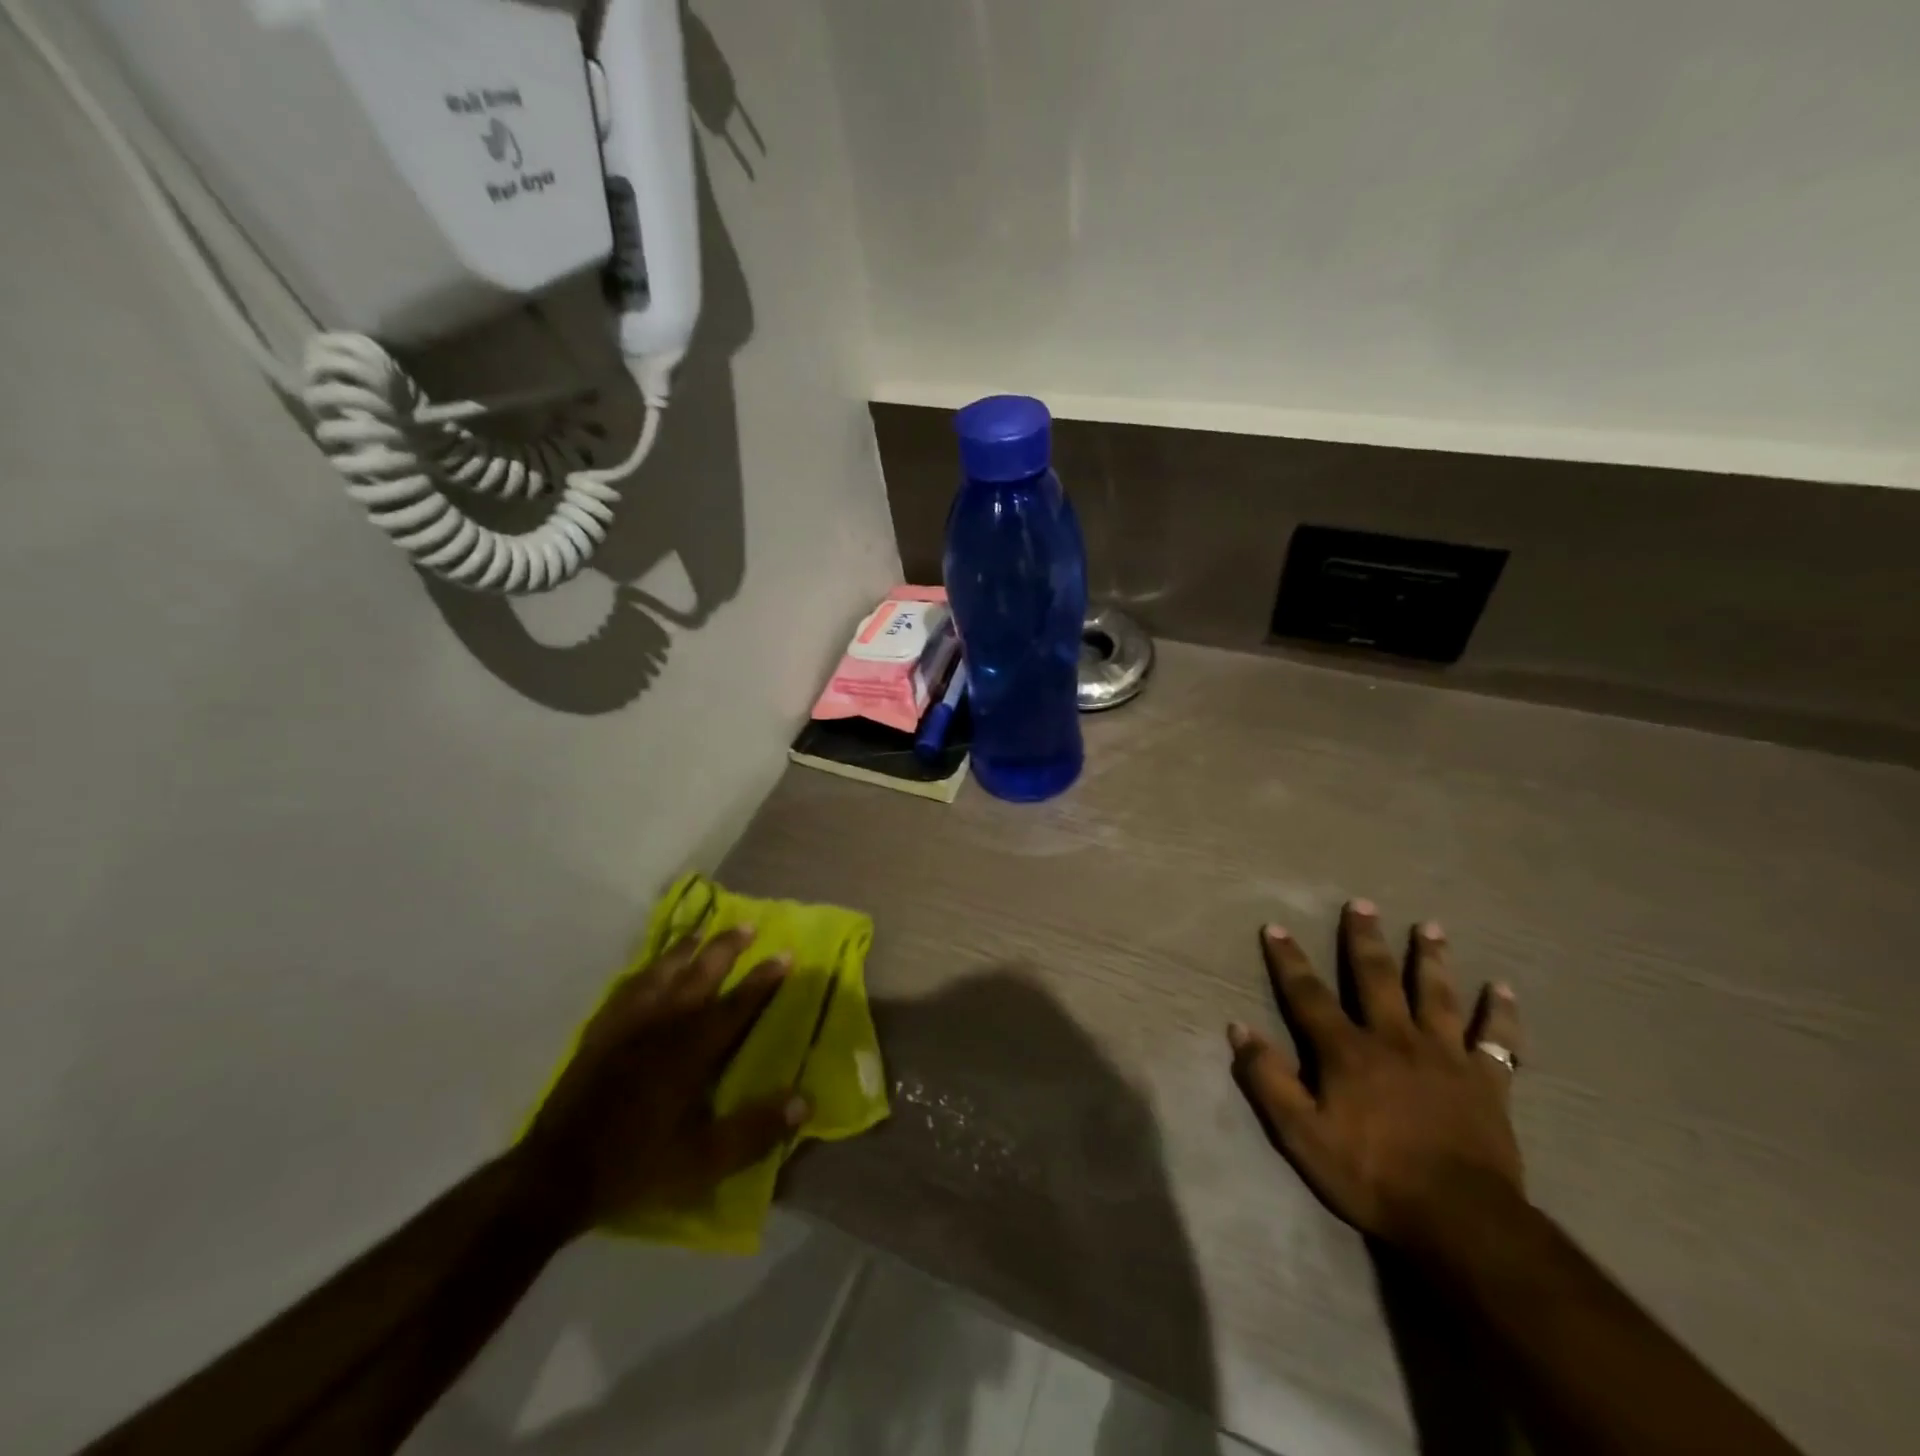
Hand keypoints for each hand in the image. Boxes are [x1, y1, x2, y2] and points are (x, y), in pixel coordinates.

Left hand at [517, 925, 807, 1238]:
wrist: (555, 1174)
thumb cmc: (636, 1165)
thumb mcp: (704, 1161)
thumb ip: (755, 1130)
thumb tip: (805, 1101)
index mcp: (692, 1049)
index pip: (738, 1003)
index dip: (764, 978)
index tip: (786, 953)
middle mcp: (663, 1023)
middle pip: (701, 973)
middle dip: (727, 947)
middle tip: (749, 925)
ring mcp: (627, 1023)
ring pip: (662, 971)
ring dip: (686, 949)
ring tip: (701, 933)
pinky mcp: (600, 1031)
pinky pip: (627, 987)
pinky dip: (645, 971)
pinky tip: (648, 969)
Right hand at [1227, 901, 1523, 1251]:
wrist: (1460, 1221)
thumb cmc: (1371, 1176)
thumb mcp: (1301, 1135)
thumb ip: (1268, 1079)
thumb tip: (1238, 1028)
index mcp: (1347, 1051)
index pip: (1308, 995)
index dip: (1289, 960)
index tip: (1275, 927)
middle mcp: (1395, 1039)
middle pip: (1376, 978)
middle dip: (1364, 939)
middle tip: (1361, 904)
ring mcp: (1445, 1058)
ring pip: (1436, 996)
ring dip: (1431, 959)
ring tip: (1430, 927)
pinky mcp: (1487, 1083)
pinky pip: (1497, 1041)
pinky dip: (1501, 1014)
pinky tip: (1503, 989)